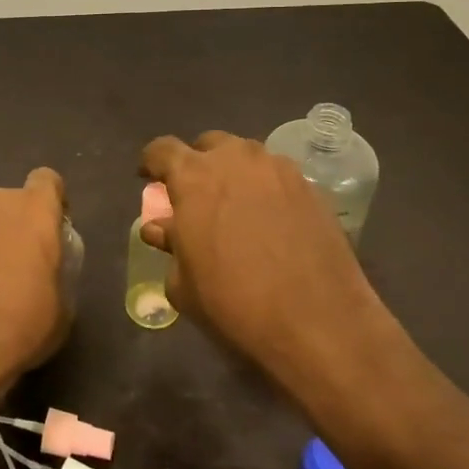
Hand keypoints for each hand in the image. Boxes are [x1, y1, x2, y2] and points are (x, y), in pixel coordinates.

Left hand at [0, 168, 70, 388]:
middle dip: (22, 220)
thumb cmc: (24, 323)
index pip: (47, 180)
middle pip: (15, 199)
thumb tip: (47, 271)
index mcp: (35, 210)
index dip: (54, 201)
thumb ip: (56, 270)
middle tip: (28, 257)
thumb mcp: (62, 304)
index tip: (56, 230)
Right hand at [140, 131, 383, 384]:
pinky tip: (271, 224)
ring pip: (246, 157)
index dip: (152, 164)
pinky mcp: (312, 188)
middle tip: (197, 198)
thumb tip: (164, 228)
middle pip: (208, 145)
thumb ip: (169, 244)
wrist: (317, 322)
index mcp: (194, 176)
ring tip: (236, 210)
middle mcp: (236, 159)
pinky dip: (266, 191)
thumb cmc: (233, 303)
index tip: (150, 181)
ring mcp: (279, 169)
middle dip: (197, 165)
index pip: (161, 150)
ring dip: (234, 174)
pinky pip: (277, 177)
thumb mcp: (182, 283)